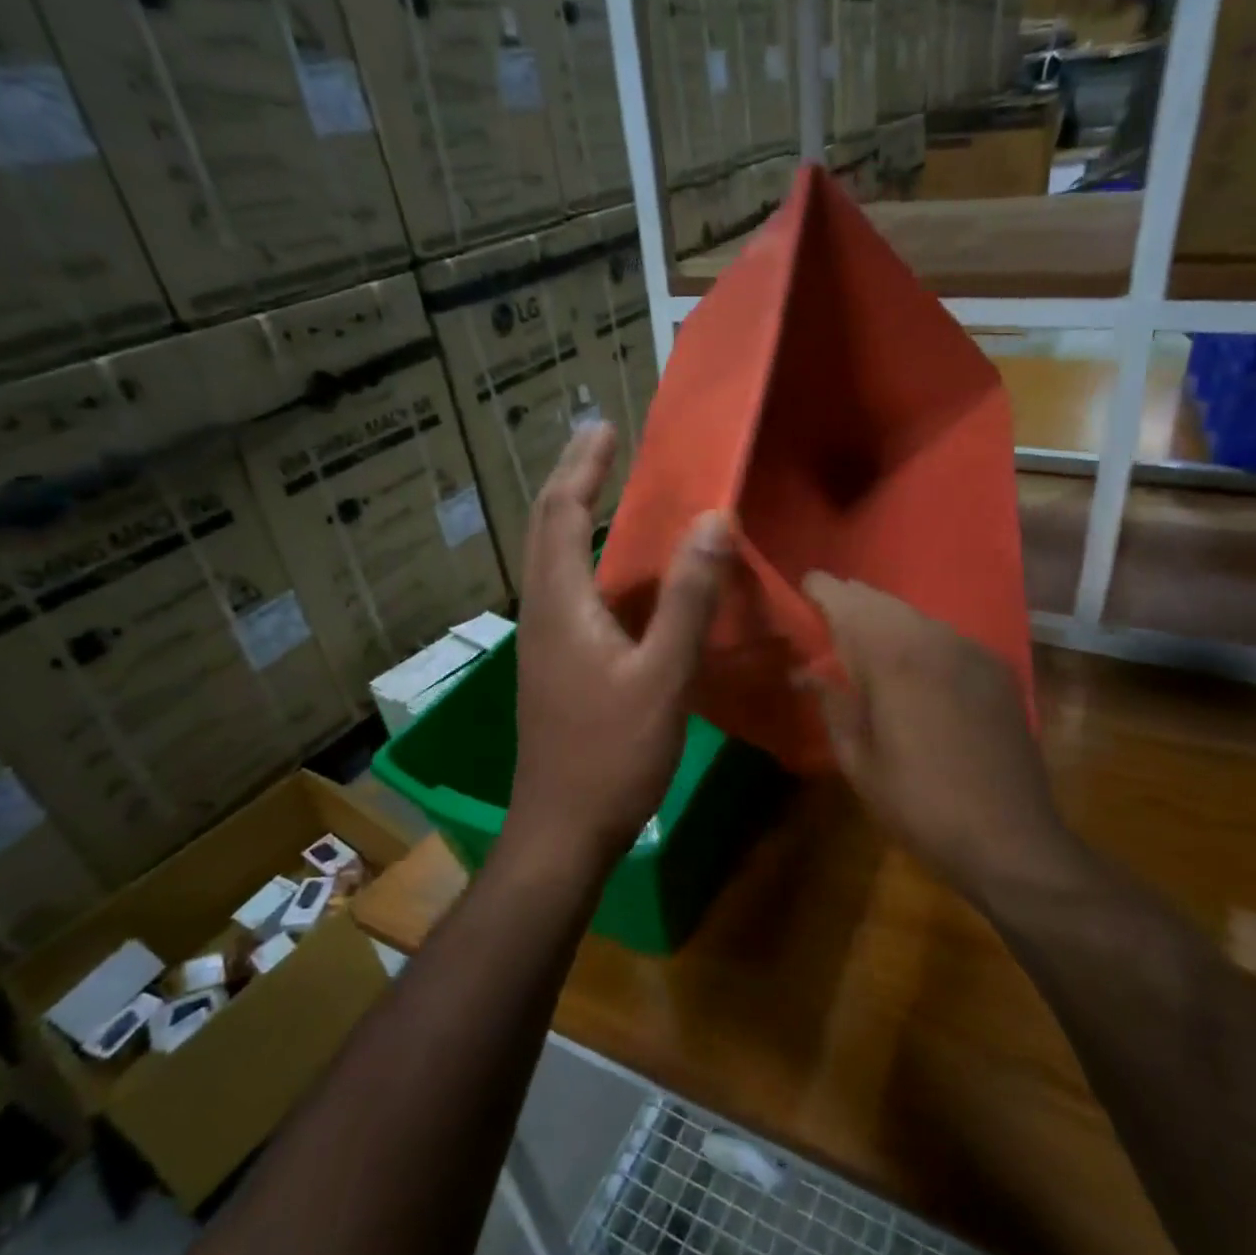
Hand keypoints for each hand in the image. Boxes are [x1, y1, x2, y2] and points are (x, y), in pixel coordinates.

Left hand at [510, 425, 728, 872]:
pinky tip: (617, 572)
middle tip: (601, 443)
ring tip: (605, 489)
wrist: (562, 828)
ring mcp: (544, 640)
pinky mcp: (554, 664)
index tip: (605, 426)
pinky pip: (567, 590)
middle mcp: (542, 610)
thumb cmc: (611, 754)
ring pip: (552, 558)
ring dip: (574, 515)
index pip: (563, 512)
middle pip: (546, 527)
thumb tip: (713, 520)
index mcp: (561, 603)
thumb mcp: (661, 676)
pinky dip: (586, 557)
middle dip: (571, 478)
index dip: (582, 466)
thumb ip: (688, 600)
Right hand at [803, 573, 1086, 907]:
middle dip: (852, 600)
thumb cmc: (918, 805)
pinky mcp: (995, 669)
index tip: (804, 586)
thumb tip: (807, 673)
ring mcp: (970, 651)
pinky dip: (919, 636)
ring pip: (916, 616)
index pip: (848, 604)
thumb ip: (832, 706)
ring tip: (864, 633)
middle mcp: (933, 641)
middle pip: (883, 602)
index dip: (823, 590)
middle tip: (828, 609)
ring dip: (886, 617)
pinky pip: (945, 636)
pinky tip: (912, 660)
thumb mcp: (858, 761)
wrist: (1008, 837)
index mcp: (892, 660)